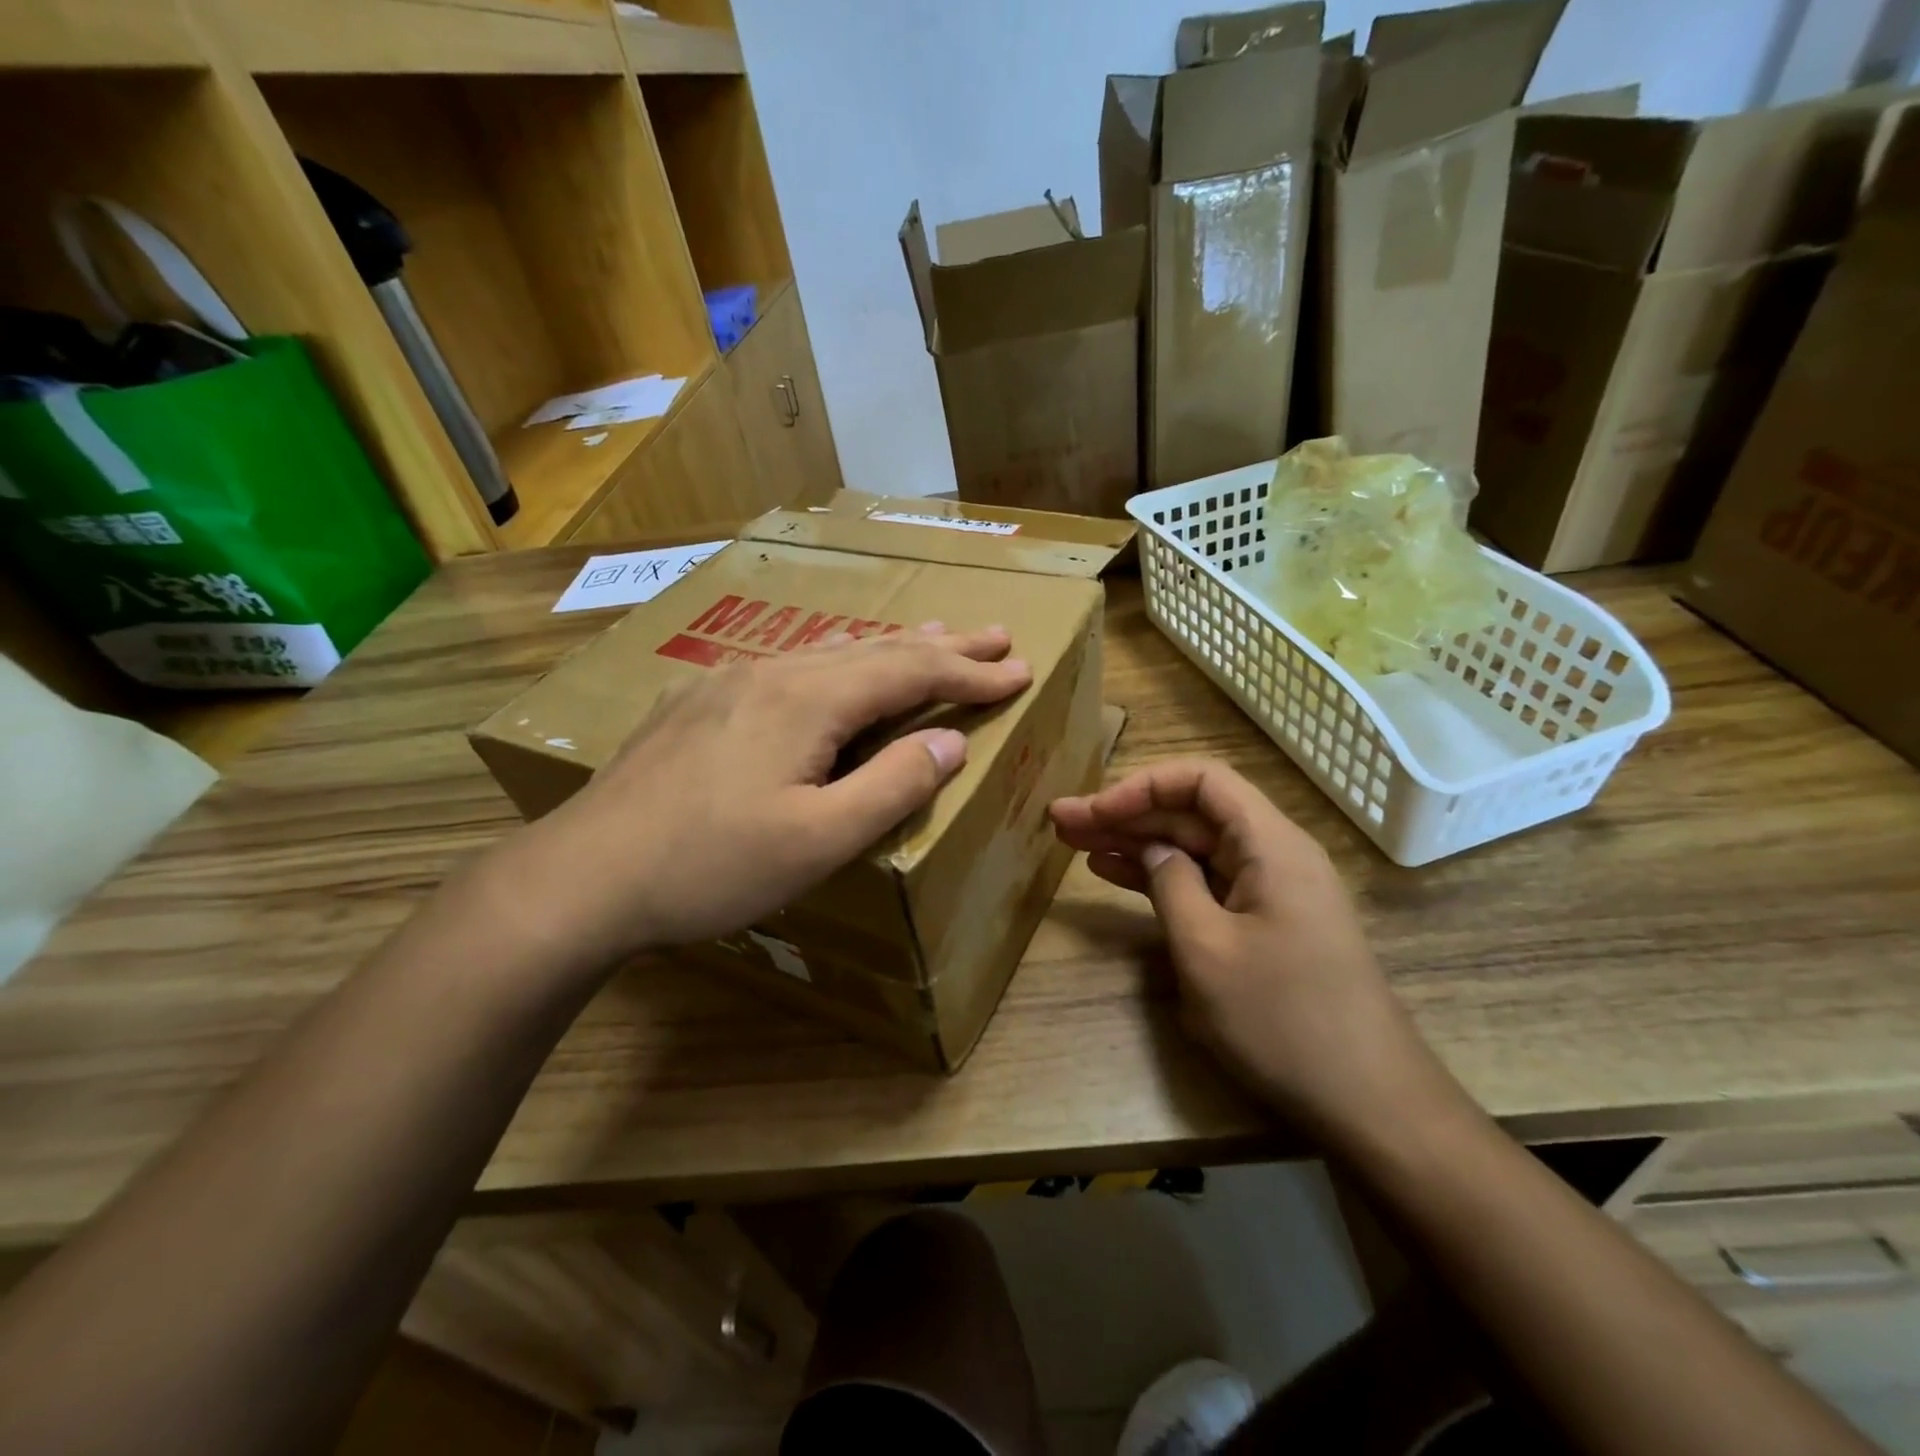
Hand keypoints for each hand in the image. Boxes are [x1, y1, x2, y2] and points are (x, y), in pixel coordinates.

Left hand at [492, 624, 1030, 970]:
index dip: (970, 673)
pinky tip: (834, 670)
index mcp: (809, 700)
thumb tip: (950, 742)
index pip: (911, 673)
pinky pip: (792, 668)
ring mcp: (730, 682)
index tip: (1020, 669)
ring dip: (891, 649)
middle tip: (994, 637)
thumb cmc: (711, 865)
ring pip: (831, 653)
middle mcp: (774, 673)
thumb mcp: (819, 840)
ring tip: (932, 640)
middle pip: (876, 650)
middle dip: (942, 647)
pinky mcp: (701, 703)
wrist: (584, 874)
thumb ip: (893, 787)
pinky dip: (838, 664)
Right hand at [1050, 761, 1462, 1145]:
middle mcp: (1273, 855)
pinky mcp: (1265, 924)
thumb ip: (1170, 884)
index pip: (1202, 781)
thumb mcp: (1206, 950)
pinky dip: (1162, 877)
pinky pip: (1207, 883)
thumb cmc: (1283, 1021)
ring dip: (1137, 843)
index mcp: (1270, 845)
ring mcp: (1270, 891)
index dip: (1141, 787)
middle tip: (1063, 822)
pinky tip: (1118, 875)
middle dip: (1126, 813)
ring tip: (1077, 844)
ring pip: (1194, 847)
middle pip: (1192, 813)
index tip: (1095, 811)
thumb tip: (1153, 849)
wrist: (1368, 1102)